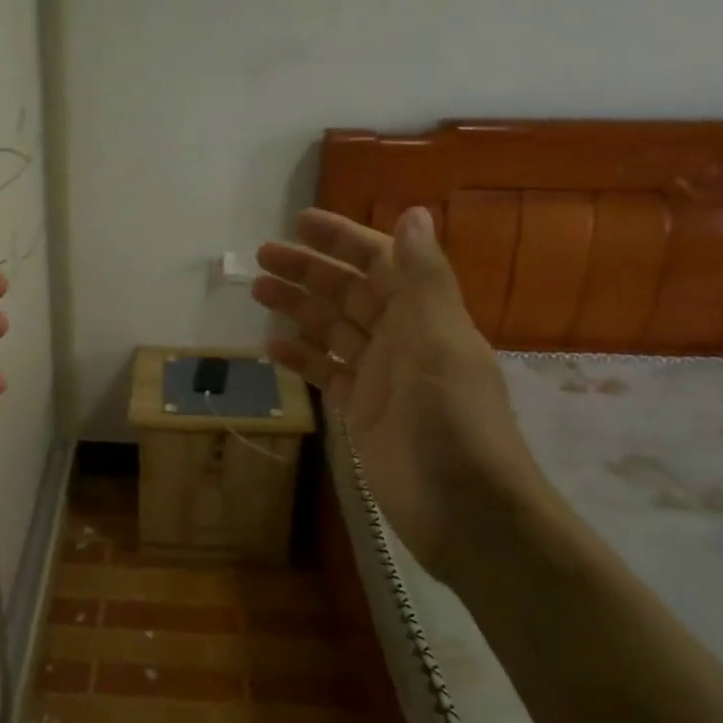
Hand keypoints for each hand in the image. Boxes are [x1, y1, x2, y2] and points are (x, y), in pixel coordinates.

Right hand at [253, 206, 541, 577]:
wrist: (465, 509)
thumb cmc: (453, 420)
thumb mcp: (441, 341)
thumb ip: (424, 279)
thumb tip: (412, 213)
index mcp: (425, 315)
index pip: (380, 262)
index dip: (343, 239)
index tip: (300, 223)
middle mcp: (402, 338)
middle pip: (349, 292)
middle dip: (309, 270)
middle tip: (262, 255)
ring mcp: (379, 377)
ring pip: (332, 329)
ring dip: (298, 307)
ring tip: (258, 289)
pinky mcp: (361, 412)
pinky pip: (326, 373)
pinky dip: (301, 357)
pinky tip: (270, 346)